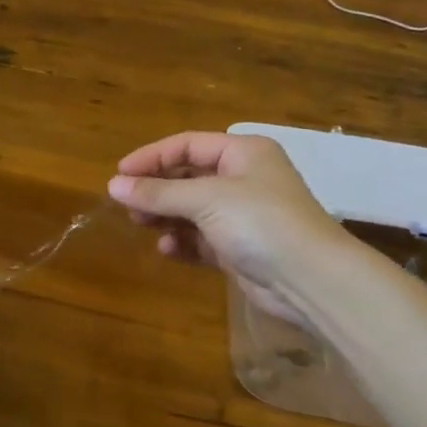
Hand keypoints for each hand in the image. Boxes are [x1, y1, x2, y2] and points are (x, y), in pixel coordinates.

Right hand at [107, 131, 350, 325]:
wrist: (313, 281)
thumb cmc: (261, 222)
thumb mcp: (205, 199)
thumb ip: (158, 192)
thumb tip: (113, 186)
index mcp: (243, 153)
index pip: (187, 145)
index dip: (152, 157)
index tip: (119, 174)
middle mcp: (244, 178)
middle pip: (188, 176)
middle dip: (157, 189)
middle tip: (127, 204)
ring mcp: (243, 215)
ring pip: (192, 208)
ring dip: (166, 216)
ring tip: (142, 224)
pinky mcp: (240, 248)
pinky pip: (202, 238)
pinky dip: (183, 241)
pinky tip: (168, 249)